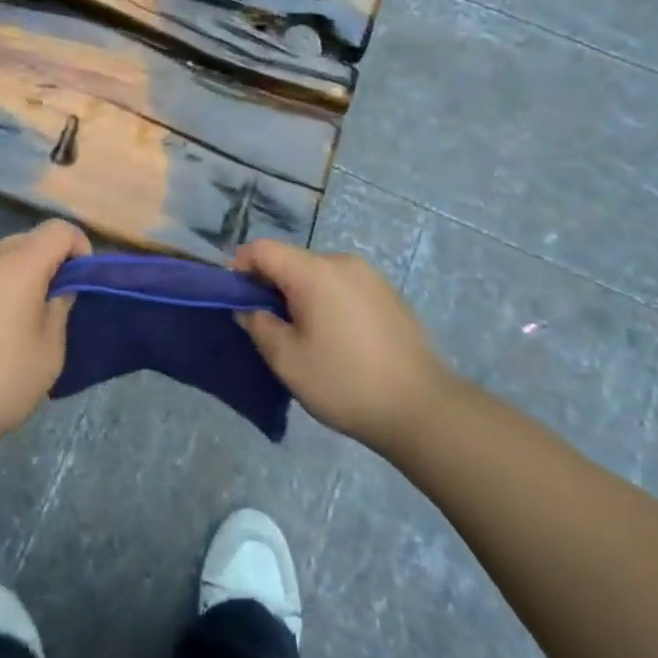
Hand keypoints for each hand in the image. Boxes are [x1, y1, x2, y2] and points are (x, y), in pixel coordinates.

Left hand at [0, 220, 89, 456]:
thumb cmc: (1, 382)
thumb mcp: (49, 351)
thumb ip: (60, 307)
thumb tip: (59, 288)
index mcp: (18, 265)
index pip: (59, 230)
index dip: (79, 247)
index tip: (82, 282)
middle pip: (30, 239)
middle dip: (51, 260)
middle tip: (57, 302)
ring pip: (4, 255)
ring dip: (23, 273)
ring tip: (26, 317)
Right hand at [234, 240, 451, 459]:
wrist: (422, 409)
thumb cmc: (345, 382)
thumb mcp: (287, 360)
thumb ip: (259, 325)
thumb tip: (250, 308)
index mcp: (314, 271)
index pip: (263, 249)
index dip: (241, 267)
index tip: (235, 299)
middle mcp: (341, 262)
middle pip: (291, 260)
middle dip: (271, 285)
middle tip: (268, 325)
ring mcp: (369, 276)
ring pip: (318, 273)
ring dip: (300, 294)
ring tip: (303, 335)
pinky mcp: (388, 294)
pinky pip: (343, 286)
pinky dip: (328, 301)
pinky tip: (336, 339)